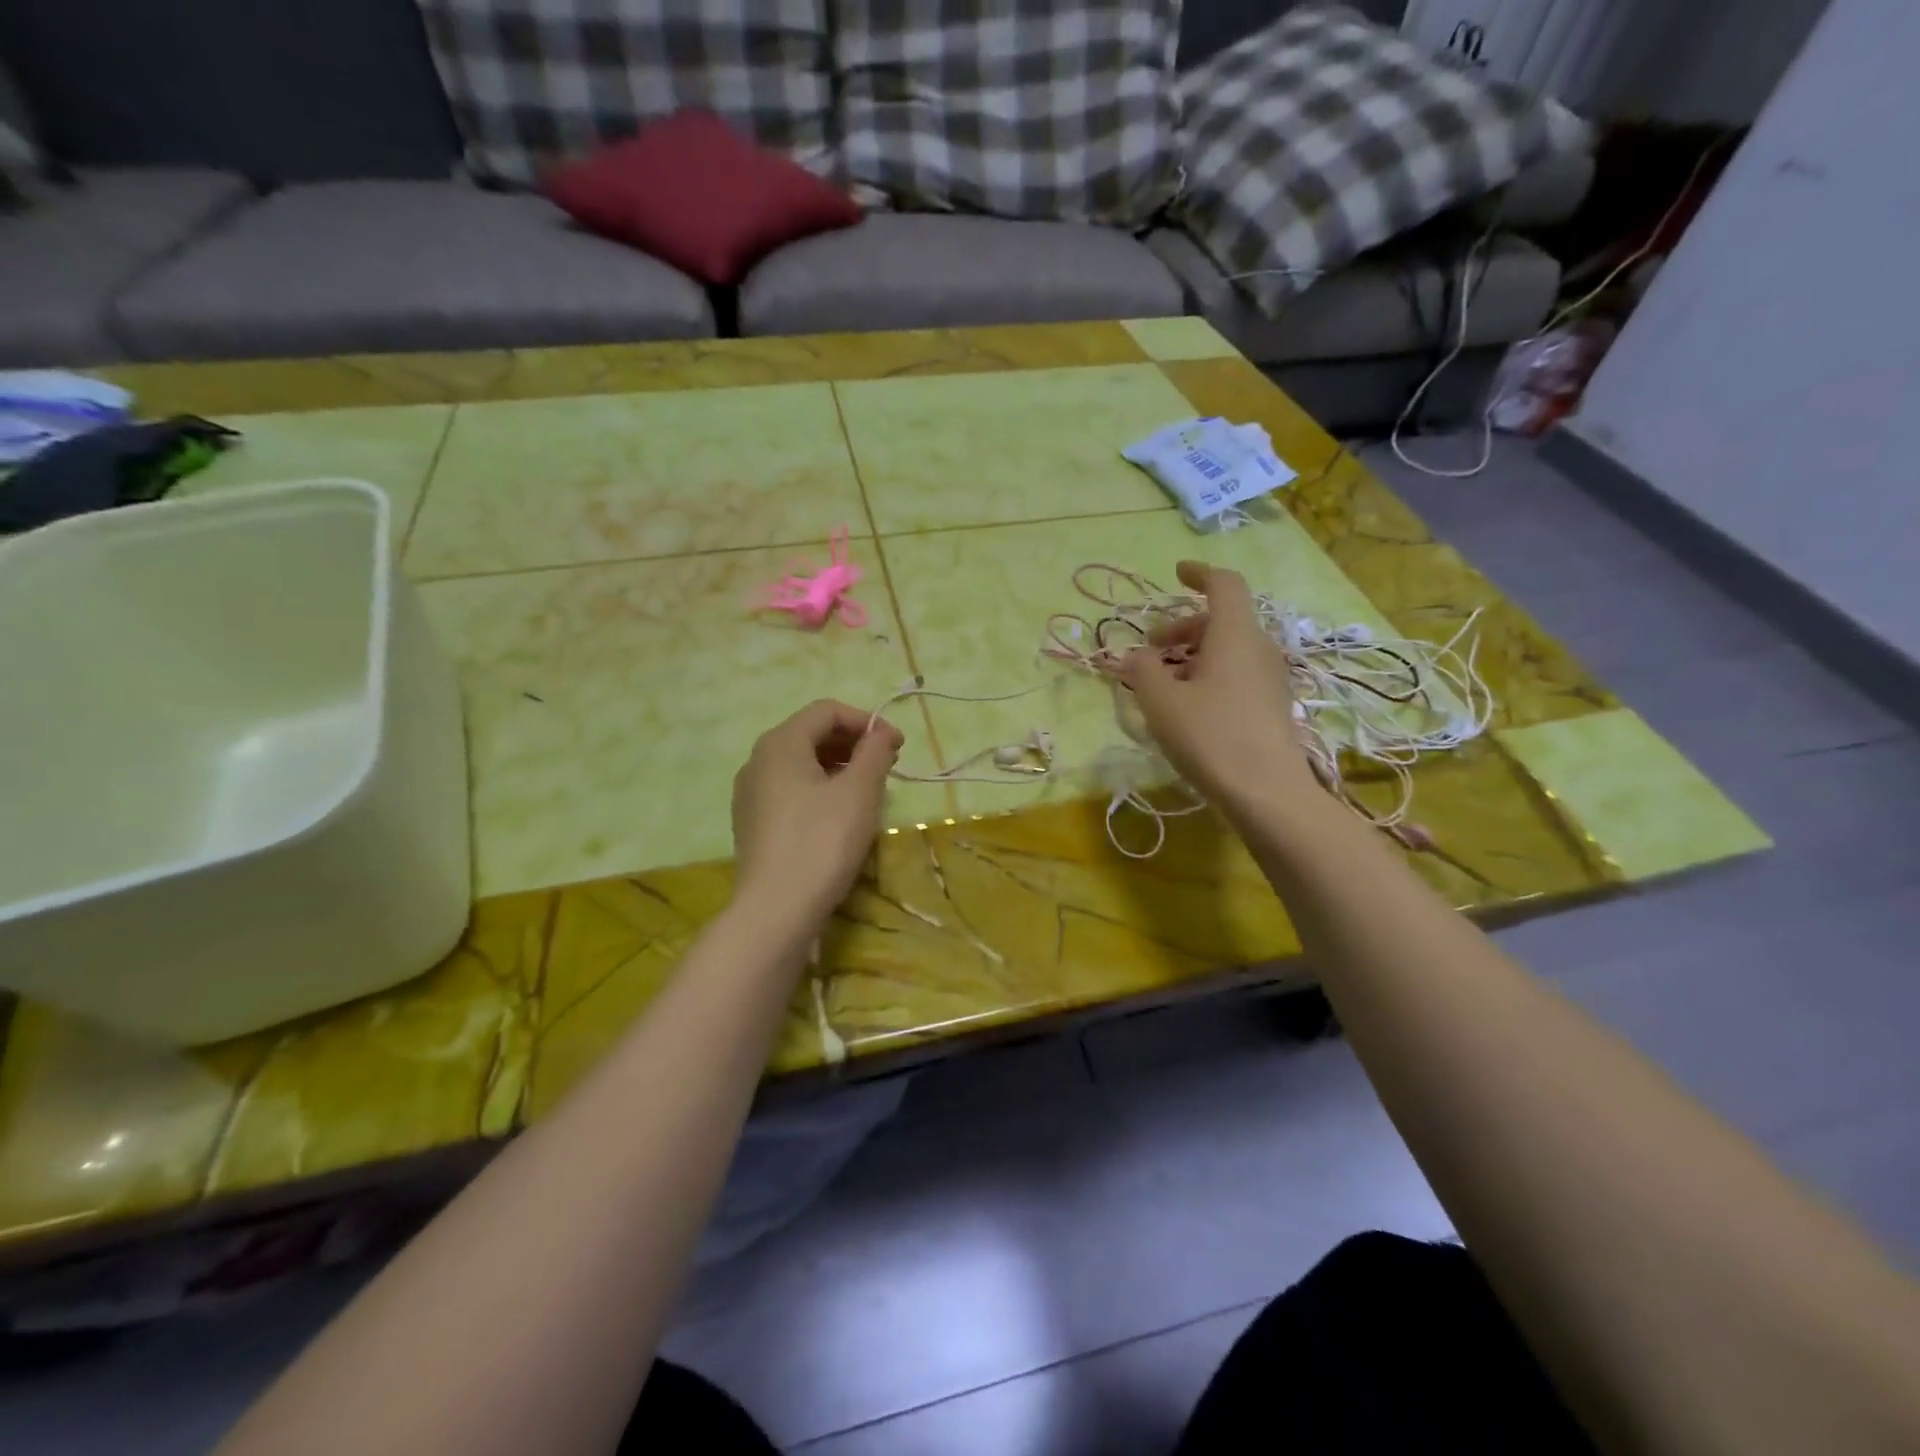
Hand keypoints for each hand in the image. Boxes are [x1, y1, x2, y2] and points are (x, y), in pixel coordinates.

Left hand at [731, 700, 903, 921]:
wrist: (775, 910)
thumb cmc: (822, 842)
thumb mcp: (859, 792)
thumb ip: (875, 752)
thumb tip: (882, 732)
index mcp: (780, 743)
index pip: (827, 710)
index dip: (867, 721)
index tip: (898, 746)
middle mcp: (758, 760)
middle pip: (811, 734)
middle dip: (853, 743)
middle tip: (887, 766)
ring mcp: (750, 793)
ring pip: (800, 764)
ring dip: (838, 767)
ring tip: (868, 790)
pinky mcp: (752, 822)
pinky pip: (790, 790)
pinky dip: (819, 789)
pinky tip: (839, 816)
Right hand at [1118, 561, 1314, 813]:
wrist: (1267, 792)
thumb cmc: (1210, 736)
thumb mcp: (1161, 701)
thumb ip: (1142, 670)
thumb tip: (1136, 656)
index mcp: (1235, 634)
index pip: (1224, 585)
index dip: (1199, 574)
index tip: (1176, 573)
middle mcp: (1259, 648)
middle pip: (1222, 620)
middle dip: (1183, 626)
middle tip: (1151, 647)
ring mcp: (1270, 679)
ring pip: (1229, 649)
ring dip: (1194, 654)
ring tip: (1162, 682)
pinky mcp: (1271, 706)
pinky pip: (1237, 674)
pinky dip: (1209, 675)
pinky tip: (1187, 706)